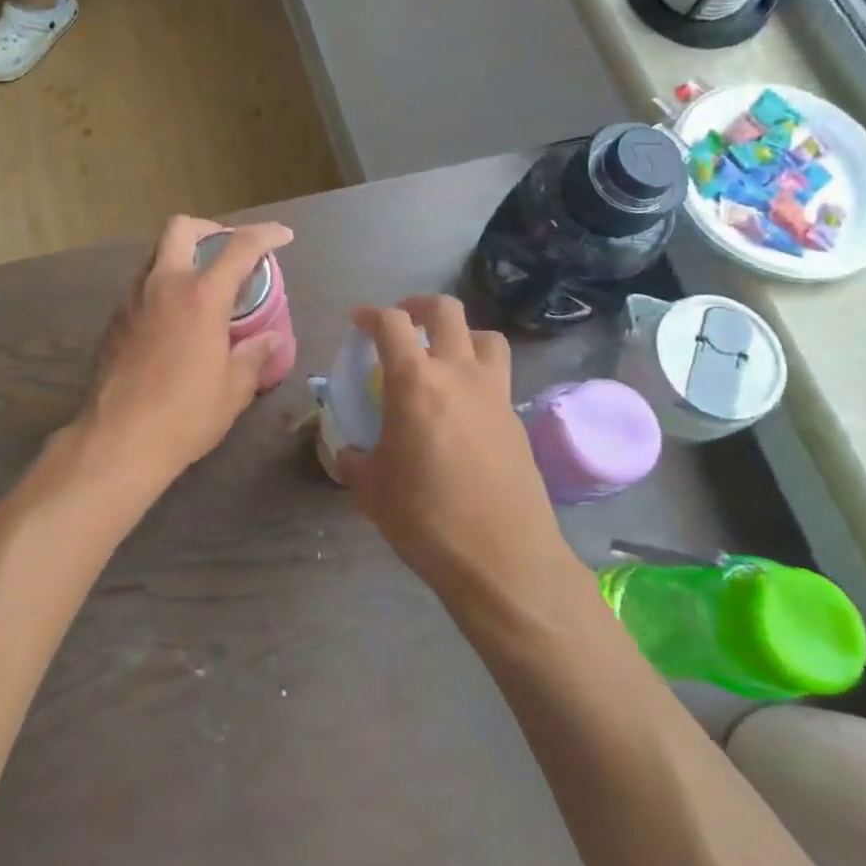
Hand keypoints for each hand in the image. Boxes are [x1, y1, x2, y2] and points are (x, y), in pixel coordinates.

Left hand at [79, 216, 294, 486]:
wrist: (118, 440)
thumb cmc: (184, 415)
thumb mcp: (233, 389)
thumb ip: (254, 356)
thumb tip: (270, 339)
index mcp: (201, 296)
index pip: (240, 247)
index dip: (266, 234)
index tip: (282, 236)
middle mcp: (163, 284)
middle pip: (181, 228)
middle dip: (209, 229)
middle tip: (227, 250)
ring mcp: (132, 299)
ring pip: (156, 255)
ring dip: (182, 258)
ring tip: (202, 289)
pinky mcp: (113, 320)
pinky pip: (141, 286)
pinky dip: (162, 287)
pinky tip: (173, 320)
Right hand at [336, 297, 572, 606]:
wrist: (502, 559)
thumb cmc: (425, 518)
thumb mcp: (371, 489)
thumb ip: (354, 460)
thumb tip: (348, 452)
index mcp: (416, 381)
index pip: (391, 324)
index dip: (371, 315)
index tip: (359, 321)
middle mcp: (459, 373)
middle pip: (446, 311)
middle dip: (419, 306)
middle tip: (403, 321)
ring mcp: (495, 394)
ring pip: (486, 337)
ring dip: (461, 335)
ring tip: (443, 356)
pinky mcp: (517, 420)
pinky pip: (498, 378)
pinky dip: (478, 375)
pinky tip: (463, 408)